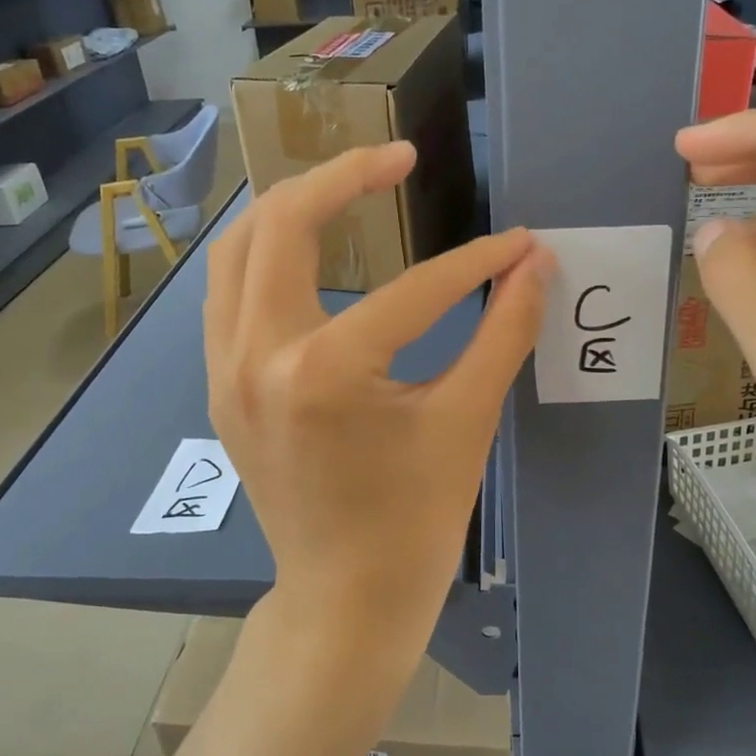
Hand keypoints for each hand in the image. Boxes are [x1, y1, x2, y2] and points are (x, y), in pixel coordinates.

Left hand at [204, 142, 550, 668]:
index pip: (414, 289)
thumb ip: (505, 334)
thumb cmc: (413, 523)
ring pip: (237, 248)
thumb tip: (537, 265)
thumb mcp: (466, 423)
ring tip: (347, 188)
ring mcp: (223, 369)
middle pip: (282, 222)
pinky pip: (227, 290)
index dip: (477, 262)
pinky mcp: (219, 384)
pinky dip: (264, 253)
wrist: (343, 599)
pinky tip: (307, 250)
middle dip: (343, 175)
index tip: (519, 244)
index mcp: (323, 371)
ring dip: (292, 207)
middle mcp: (255, 355)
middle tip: (398, 156)